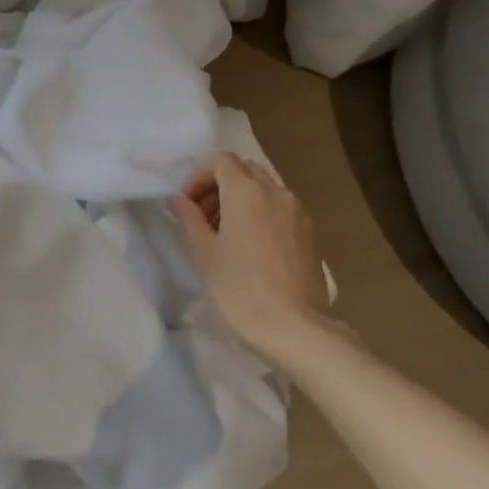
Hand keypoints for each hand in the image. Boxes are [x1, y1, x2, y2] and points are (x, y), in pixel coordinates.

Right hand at [171, 153, 330, 363]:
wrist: (293, 326)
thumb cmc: (240, 288)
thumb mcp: (204, 253)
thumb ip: (189, 219)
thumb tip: (178, 200)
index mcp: (246, 191)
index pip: (221, 162)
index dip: (200, 178)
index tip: (187, 206)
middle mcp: (275, 192)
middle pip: (244, 170)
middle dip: (220, 186)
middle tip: (203, 218)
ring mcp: (297, 211)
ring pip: (264, 188)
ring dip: (241, 199)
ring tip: (225, 235)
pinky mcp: (310, 231)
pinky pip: (280, 208)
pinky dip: (261, 213)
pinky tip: (251, 247)